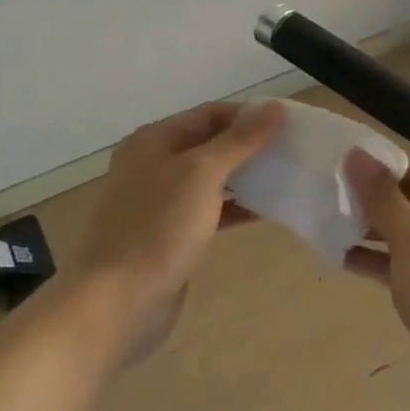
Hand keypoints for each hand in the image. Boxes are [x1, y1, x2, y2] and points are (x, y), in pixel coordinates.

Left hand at [67, 100, 284, 365]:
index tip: (290, 125)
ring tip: (286, 178)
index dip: (249, 115)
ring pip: (211, 180)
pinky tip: (266, 212)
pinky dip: (236, 208)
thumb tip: (276, 108)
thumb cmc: (158, 228)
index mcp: (154, 141)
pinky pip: (209, 211)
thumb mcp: (202, 173)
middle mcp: (154, 165)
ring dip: (246, 177)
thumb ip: (241, 140)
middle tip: (293, 152)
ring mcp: (160, 203)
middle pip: (210, 144)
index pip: (209, 114)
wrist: (117, 302)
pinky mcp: (170, 236)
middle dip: (250, 146)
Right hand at [343, 150, 409, 410]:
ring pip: (402, 234)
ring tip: (321, 221)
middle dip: (367, 200)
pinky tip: (338, 256)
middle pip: (408, 200)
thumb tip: (356, 154)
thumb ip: (382, 197)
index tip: (331, 165)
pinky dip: (375, 260)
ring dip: (366, 231)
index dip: (374, 167)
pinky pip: (402, 265)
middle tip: (319, 193)